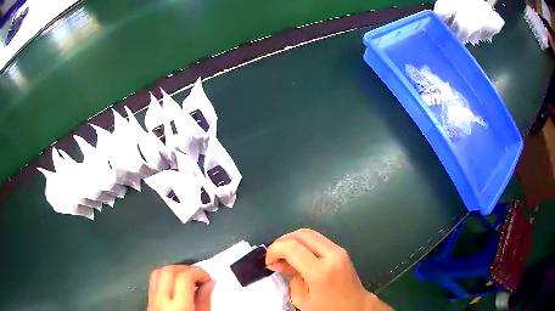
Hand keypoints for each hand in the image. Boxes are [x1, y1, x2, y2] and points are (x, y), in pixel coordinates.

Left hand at [148, 265, 214, 310]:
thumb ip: (205, 300)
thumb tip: (210, 283)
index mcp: (179, 308)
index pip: (184, 277)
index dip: (198, 272)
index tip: (207, 278)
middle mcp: (161, 302)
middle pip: (169, 271)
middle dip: (186, 269)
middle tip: (198, 276)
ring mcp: (152, 301)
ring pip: (158, 273)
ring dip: (174, 271)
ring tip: (187, 279)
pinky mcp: (149, 302)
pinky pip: (154, 282)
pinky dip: (165, 277)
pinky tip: (175, 285)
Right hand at [266, 229, 390, 310]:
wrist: (356, 307)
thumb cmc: (327, 309)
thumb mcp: (302, 299)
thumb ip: (290, 276)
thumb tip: (280, 262)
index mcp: (320, 271)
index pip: (291, 247)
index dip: (274, 250)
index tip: (269, 262)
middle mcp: (332, 255)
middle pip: (301, 234)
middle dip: (283, 241)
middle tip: (274, 257)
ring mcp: (339, 250)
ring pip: (310, 233)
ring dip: (293, 241)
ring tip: (285, 256)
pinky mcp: (341, 250)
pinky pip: (318, 240)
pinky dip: (304, 244)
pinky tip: (298, 256)